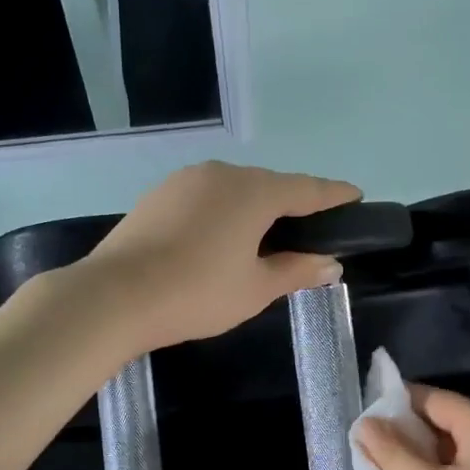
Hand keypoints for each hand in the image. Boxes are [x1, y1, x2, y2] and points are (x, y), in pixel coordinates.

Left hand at [85, 161, 360, 348]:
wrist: (113, 296)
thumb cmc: (197, 293)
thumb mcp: (256, 289)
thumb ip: (297, 270)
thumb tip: (330, 264)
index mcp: (254, 192)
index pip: (308, 189)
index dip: (335, 195)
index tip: (356, 196)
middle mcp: (223, 173)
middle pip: (270, 185)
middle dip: (294, 203)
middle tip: (311, 229)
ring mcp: (186, 180)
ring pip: (235, 189)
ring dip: (256, 207)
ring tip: (265, 236)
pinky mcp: (159, 195)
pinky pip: (206, 196)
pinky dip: (224, 211)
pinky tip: (220, 237)